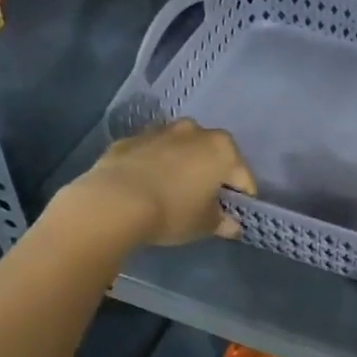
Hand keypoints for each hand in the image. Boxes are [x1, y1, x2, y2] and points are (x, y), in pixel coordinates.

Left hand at [76, 119, 255, 246]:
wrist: (114, 202)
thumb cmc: (172, 211)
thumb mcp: (204, 224)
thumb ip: (222, 222)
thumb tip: (232, 225)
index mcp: (222, 149)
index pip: (242, 176)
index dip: (241, 197)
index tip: (234, 213)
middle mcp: (195, 131)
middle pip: (212, 154)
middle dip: (211, 174)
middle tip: (204, 200)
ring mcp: (160, 131)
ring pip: (180, 148)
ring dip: (182, 164)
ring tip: (173, 191)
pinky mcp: (129, 139)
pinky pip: (151, 152)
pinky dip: (153, 165)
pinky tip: (145, 186)